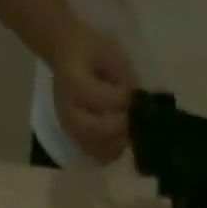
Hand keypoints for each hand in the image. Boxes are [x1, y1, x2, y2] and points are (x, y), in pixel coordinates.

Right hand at [50, 23, 136, 163]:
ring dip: (119, 141)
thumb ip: (125, 78)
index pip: (102, 99)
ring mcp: (71, 129)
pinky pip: (99, 156)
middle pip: (98, 130)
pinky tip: (119, 137)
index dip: (123, 98)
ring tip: (126, 127)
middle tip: (131, 115)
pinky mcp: (77, 140)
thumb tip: (140, 104)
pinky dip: (112, 150)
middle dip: (121, 124)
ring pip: (100, 148)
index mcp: (73, 82)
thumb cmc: (91, 51)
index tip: (131, 92)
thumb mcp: (111, 53)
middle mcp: (68, 111)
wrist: (66, 56)